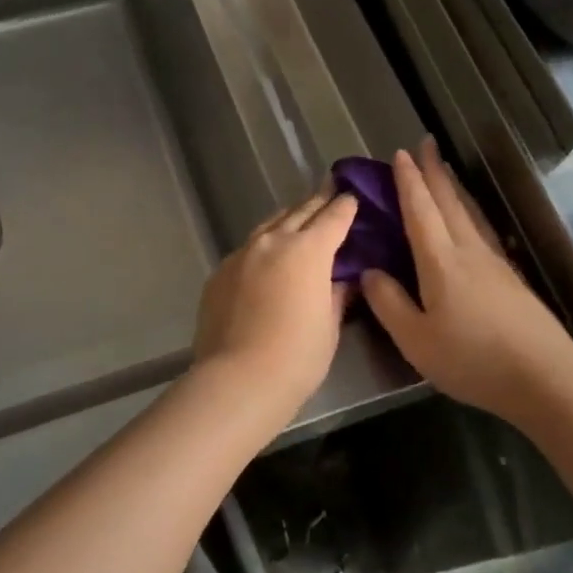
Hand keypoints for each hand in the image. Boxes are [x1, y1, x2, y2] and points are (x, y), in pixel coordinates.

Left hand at [192, 186, 359, 427]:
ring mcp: (242, 254)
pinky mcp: (220, 272)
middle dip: (318, 202)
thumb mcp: (329, 326)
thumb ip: (336, 294)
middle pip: (300, 212)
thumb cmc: (297, 356)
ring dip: (288, 220)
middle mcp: (273, 241)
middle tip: (330, 193)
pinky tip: (266, 258)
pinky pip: (247, 249)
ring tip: (298, 219)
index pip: (333, 218)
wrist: (238, 379)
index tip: (352, 197)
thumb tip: (342, 279)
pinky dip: (263, 246)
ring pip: (269, 226)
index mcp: (308, 250)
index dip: (346, 206)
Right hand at [360, 139, 572, 426]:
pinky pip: (482, 230)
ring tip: (444, 170)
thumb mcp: (416, 339)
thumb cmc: (472, 359)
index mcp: (441, 261)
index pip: (420, 210)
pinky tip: (471, 219)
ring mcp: (495, 263)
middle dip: (434, 171)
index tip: (401, 154)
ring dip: (453, 187)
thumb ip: (388, 303)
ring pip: (469, 213)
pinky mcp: (510, 279)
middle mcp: (469, 251)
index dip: (408, 182)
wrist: (545, 378)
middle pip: (449, 202)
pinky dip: (469, 212)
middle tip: (425, 143)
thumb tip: (369, 272)